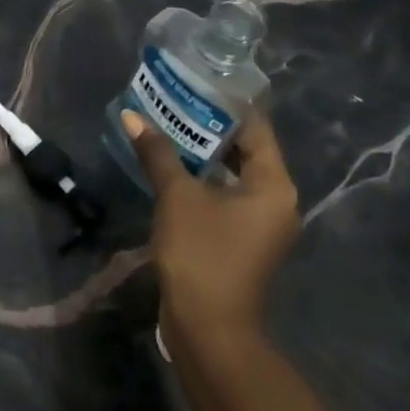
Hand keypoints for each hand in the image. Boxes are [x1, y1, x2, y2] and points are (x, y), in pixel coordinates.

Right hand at [123, 107, 299, 348]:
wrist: (209, 329)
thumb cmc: (202, 253)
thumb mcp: (177, 196)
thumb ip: (158, 152)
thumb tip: (132, 116)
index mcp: (274, 185)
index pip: (255, 128)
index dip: (226, 103)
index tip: (196, 81)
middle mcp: (277, 201)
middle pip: (245, 149)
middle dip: (209, 125)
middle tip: (175, 99)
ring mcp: (261, 223)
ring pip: (233, 173)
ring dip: (203, 152)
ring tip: (168, 124)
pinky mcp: (243, 240)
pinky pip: (226, 194)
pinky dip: (203, 178)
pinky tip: (171, 164)